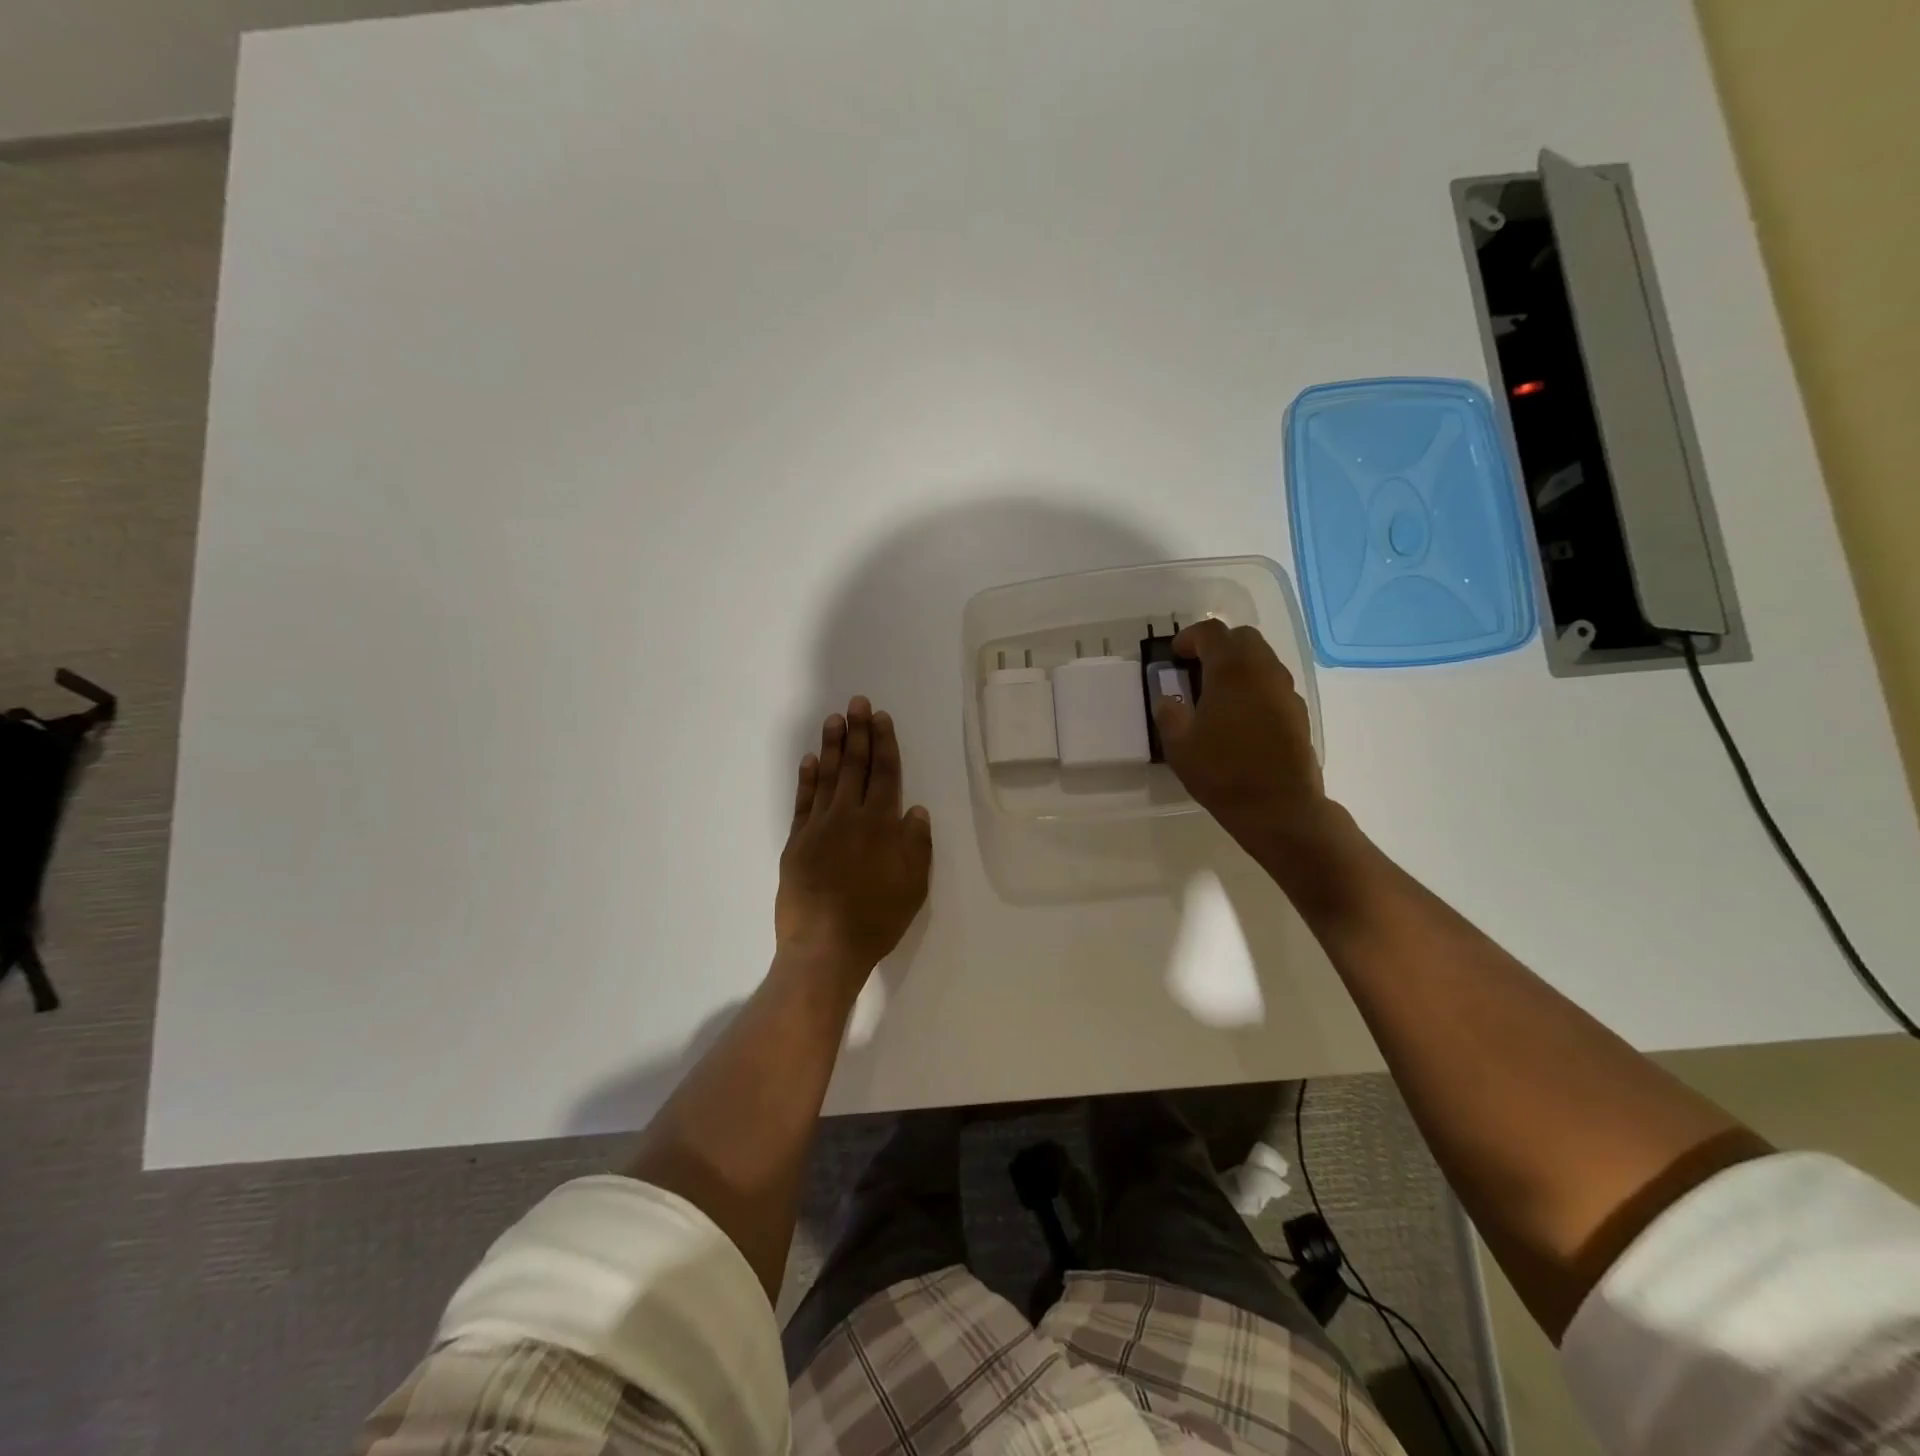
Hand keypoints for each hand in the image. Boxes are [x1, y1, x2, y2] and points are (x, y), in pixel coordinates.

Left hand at [775, 697, 932, 985]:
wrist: (825, 947)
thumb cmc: (877, 919)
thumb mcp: (914, 885)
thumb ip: (916, 844)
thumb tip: (914, 809)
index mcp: (881, 824)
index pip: (885, 773)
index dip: (885, 743)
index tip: (881, 718)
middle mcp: (850, 816)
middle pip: (856, 766)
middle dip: (858, 732)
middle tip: (857, 703)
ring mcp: (819, 827)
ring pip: (827, 777)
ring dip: (832, 746)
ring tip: (834, 719)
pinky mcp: (796, 842)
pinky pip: (803, 802)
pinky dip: (807, 779)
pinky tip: (809, 760)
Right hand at [1151, 620, 1340, 870]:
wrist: (1279, 808)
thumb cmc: (1223, 773)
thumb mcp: (1179, 746)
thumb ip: (1169, 714)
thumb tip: (1168, 700)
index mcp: (1232, 670)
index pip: (1211, 632)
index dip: (1189, 638)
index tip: (1175, 656)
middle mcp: (1264, 670)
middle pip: (1242, 638)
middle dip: (1217, 646)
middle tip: (1196, 669)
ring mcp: (1286, 691)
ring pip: (1262, 659)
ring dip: (1238, 665)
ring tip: (1216, 693)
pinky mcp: (1298, 712)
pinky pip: (1273, 684)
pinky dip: (1254, 686)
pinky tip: (1239, 715)